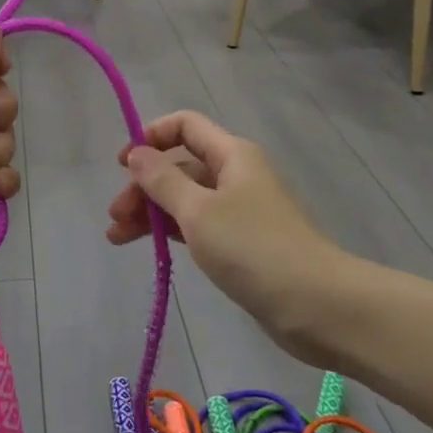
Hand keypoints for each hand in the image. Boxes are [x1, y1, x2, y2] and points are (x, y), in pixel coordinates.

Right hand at [107, 110, 341, 352]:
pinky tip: (150, 247)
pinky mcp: (242, 243)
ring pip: (186, 199)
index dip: (151, 137)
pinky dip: (171, 231)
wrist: (317, 306)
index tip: (123, 164)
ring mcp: (240, 210)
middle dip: (144, 185)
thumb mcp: (198, 211)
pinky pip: (198, 225)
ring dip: (151, 212)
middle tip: (116, 216)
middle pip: (180, 165)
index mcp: (232, 155)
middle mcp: (236, 175)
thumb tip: (137, 153)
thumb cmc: (253, 248)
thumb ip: (162, 180)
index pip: (185, 126)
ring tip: (118, 238)